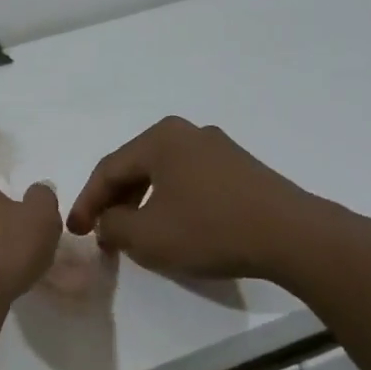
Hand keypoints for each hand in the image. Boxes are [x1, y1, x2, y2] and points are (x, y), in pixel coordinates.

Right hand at [66, 117, 370, 287]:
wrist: (293, 236)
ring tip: (135, 233)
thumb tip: (108, 220)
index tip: (76, 232)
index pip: (108, 169)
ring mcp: (218, 148)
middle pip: (135, 167)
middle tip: (102, 232)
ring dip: (142, 203)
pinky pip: (191, 181)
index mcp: (160, 138)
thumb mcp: (146, 236)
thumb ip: (113, 225)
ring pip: (164, 174)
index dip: (87, 203)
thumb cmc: (210, 230)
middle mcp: (187, 132)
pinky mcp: (242, 168)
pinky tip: (174, 227)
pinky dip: (172, 202)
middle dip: (114, 201)